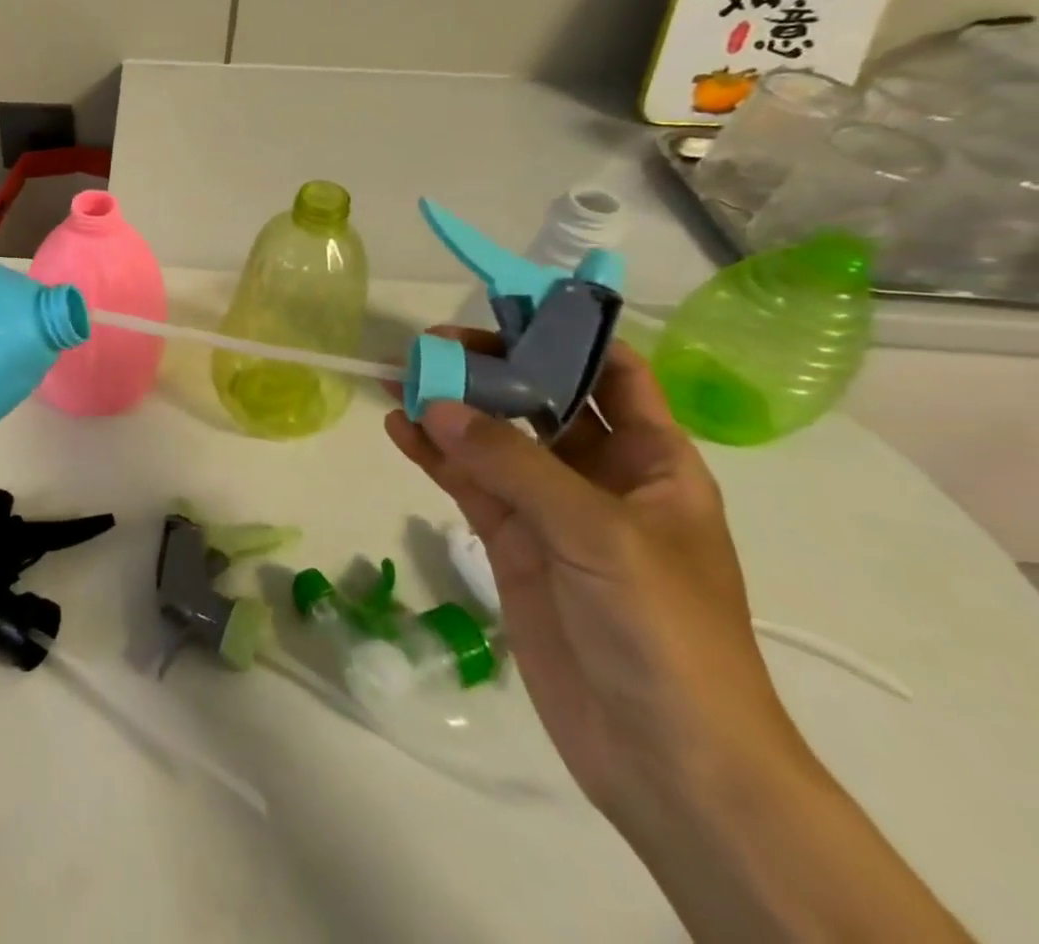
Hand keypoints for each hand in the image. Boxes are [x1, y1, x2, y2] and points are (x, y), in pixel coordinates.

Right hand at [384, 332, 805, 822]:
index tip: (504, 304)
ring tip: (398, 378)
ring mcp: (550, 510)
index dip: (565, 333)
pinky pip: (467, 483)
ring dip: (450, 408)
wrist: (666, 760)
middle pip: (539, 398)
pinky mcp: (511, 543)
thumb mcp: (598, 534)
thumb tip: (434, 404)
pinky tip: (398, 430)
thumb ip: (513, 463)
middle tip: (429, 347)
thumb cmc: (664, 633)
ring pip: (492, 439)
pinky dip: (433, 455)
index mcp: (652, 461)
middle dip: (489, 367)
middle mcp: (600, 475)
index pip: (611, 373)